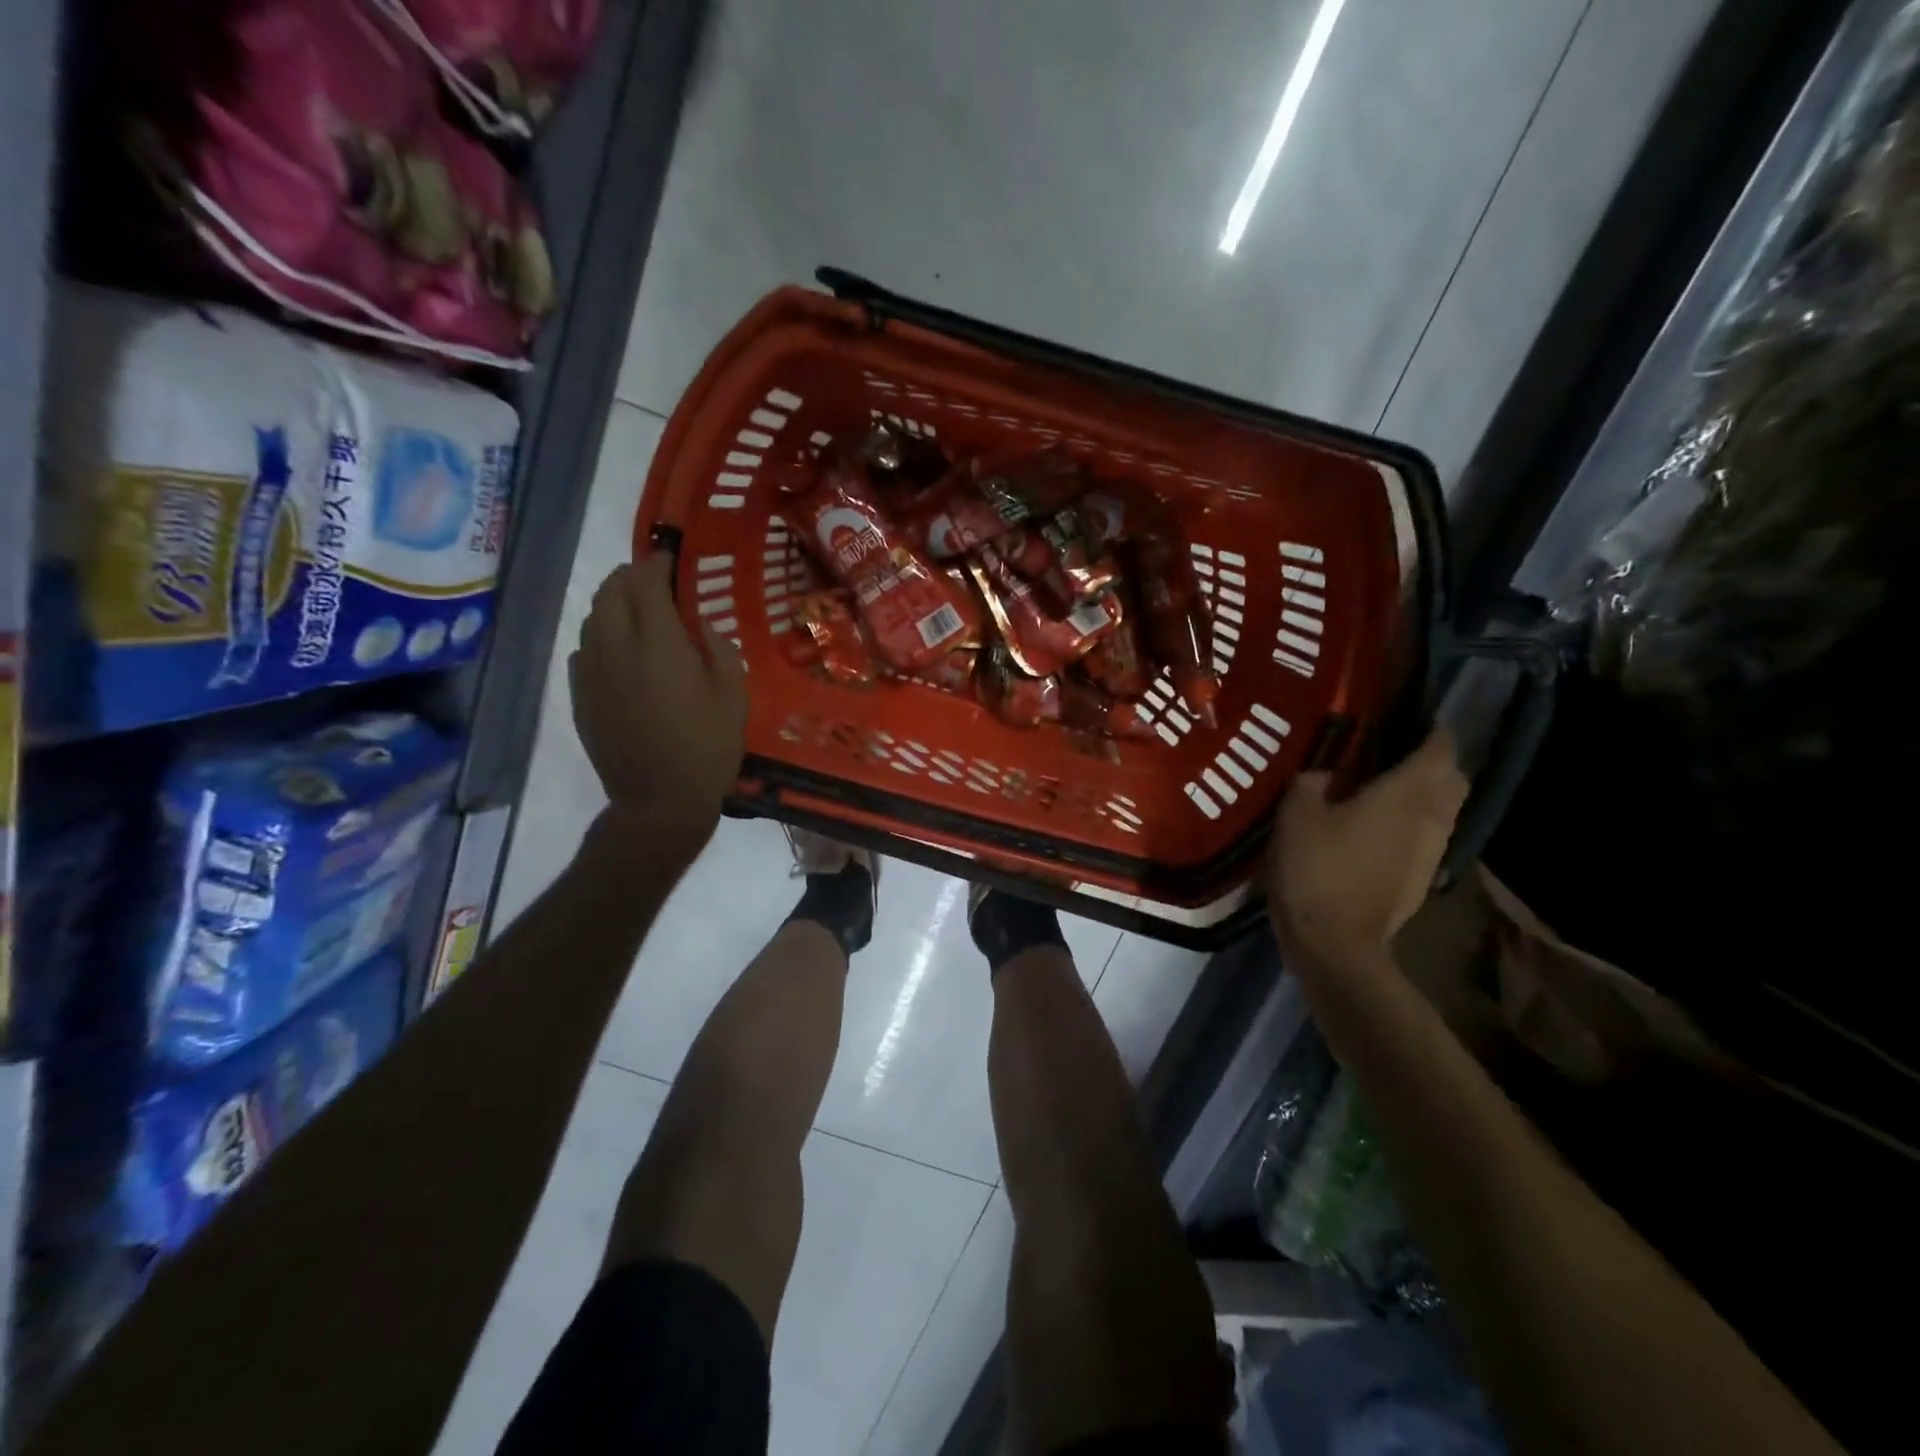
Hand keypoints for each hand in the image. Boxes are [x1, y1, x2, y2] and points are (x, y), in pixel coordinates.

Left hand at [570, 555, 746, 860]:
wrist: (659, 801)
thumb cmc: (707, 747)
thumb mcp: (733, 695)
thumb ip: (719, 649)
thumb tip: (700, 626)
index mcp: (658, 642)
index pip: (646, 582)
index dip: (657, 564)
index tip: (670, 560)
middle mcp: (616, 647)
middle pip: (610, 592)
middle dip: (630, 577)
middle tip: (653, 581)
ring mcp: (591, 672)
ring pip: (593, 619)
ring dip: (613, 605)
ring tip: (636, 612)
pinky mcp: (580, 696)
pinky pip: (584, 650)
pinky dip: (600, 637)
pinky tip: (618, 652)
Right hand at [1267, 727, 1466, 969]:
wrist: (1335, 944)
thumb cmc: (1317, 868)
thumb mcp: (1296, 813)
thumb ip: (1311, 782)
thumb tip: (1324, 775)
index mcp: (1407, 794)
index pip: (1440, 748)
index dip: (1431, 728)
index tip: (1408, 716)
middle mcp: (1432, 818)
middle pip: (1452, 778)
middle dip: (1433, 760)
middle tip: (1394, 750)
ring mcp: (1432, 852)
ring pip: (1443, 809)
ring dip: (1424, 793)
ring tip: (1382, 786)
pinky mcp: (1420, 878)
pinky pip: (1426, 835)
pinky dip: (1412, 821)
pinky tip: (1375, 827)